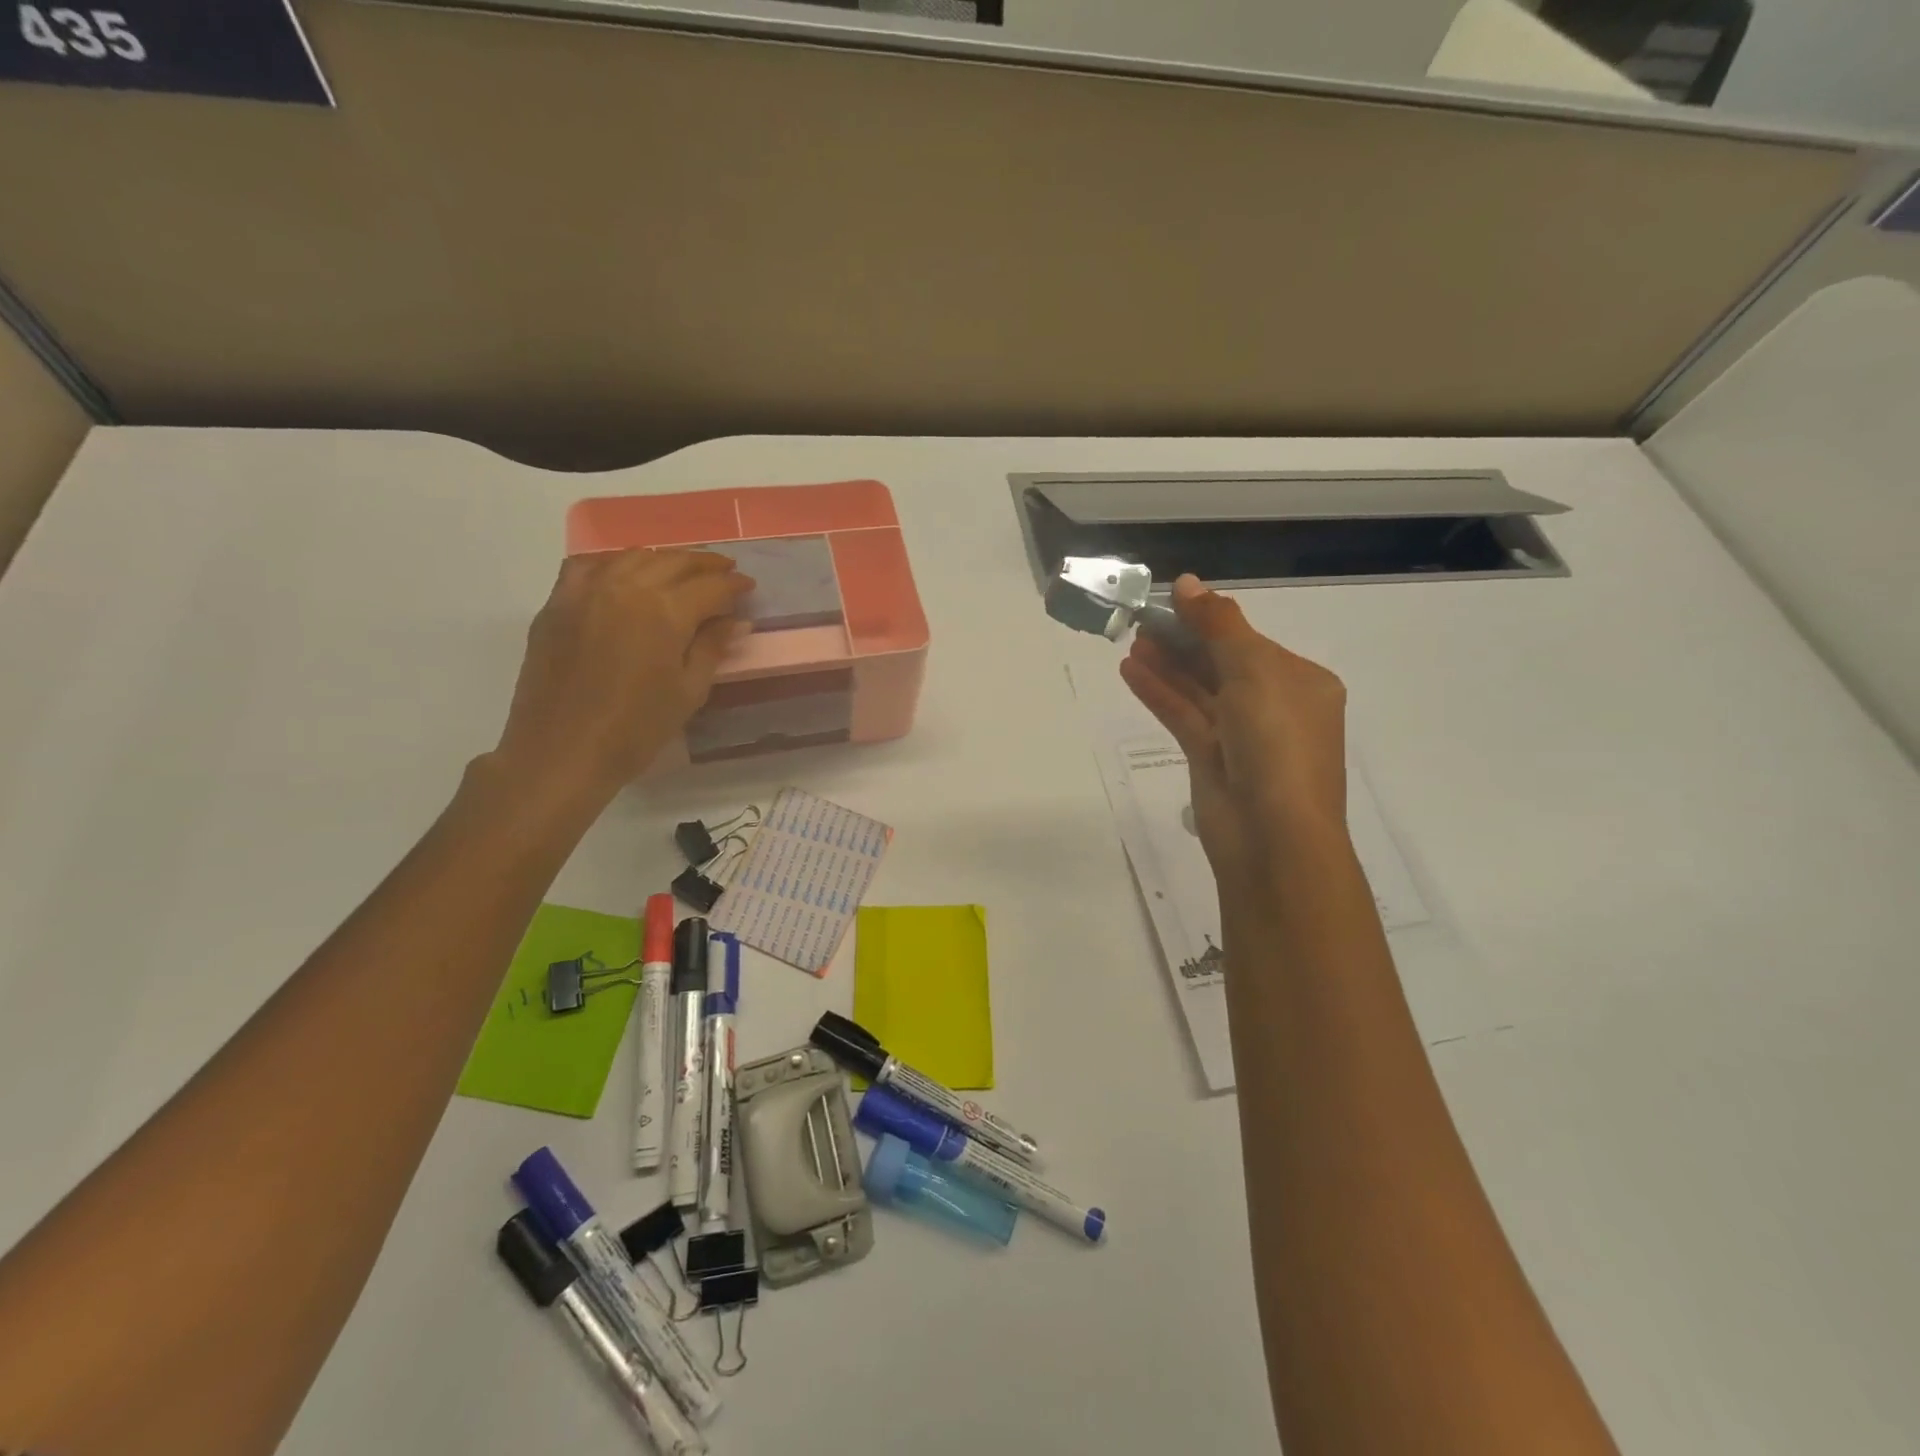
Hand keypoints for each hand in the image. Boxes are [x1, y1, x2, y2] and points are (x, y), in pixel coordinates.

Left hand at [490, 549, 753, 809]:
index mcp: (665, 612)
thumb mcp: (688, 692)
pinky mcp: (557, 603)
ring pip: (633, 557)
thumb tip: (736, 620)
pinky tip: (624, 573)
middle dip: (704, 564)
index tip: (748, 586)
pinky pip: (589, 565)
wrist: (562, 752)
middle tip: (724, 572)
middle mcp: (627, 588)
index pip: (710, 586)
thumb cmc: (635, 730)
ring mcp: (587, 591)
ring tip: (681, 571)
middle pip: (674, 562)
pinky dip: (614, 562)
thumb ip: (712, 648)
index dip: (734, 584)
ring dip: (664, 559)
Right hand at [1119, 576, 1347, 892]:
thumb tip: (1186, 582)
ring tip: (1131, 641)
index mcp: (1300, 682)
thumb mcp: (1254, 672)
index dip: (1208, 619)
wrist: (1272, 836)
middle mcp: (1273, 706)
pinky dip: (1159, 694)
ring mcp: (1240, 736)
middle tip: (1140, 620)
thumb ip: (1217, 626)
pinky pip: (1183, 717)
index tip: (1167, 600)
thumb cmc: (1276, 744)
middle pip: (1221, 663)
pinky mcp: (1211, 760)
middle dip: (1182, 641)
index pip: (1249, 641)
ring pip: (1198, 690)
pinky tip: (1131, 671)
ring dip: (1167, 665)